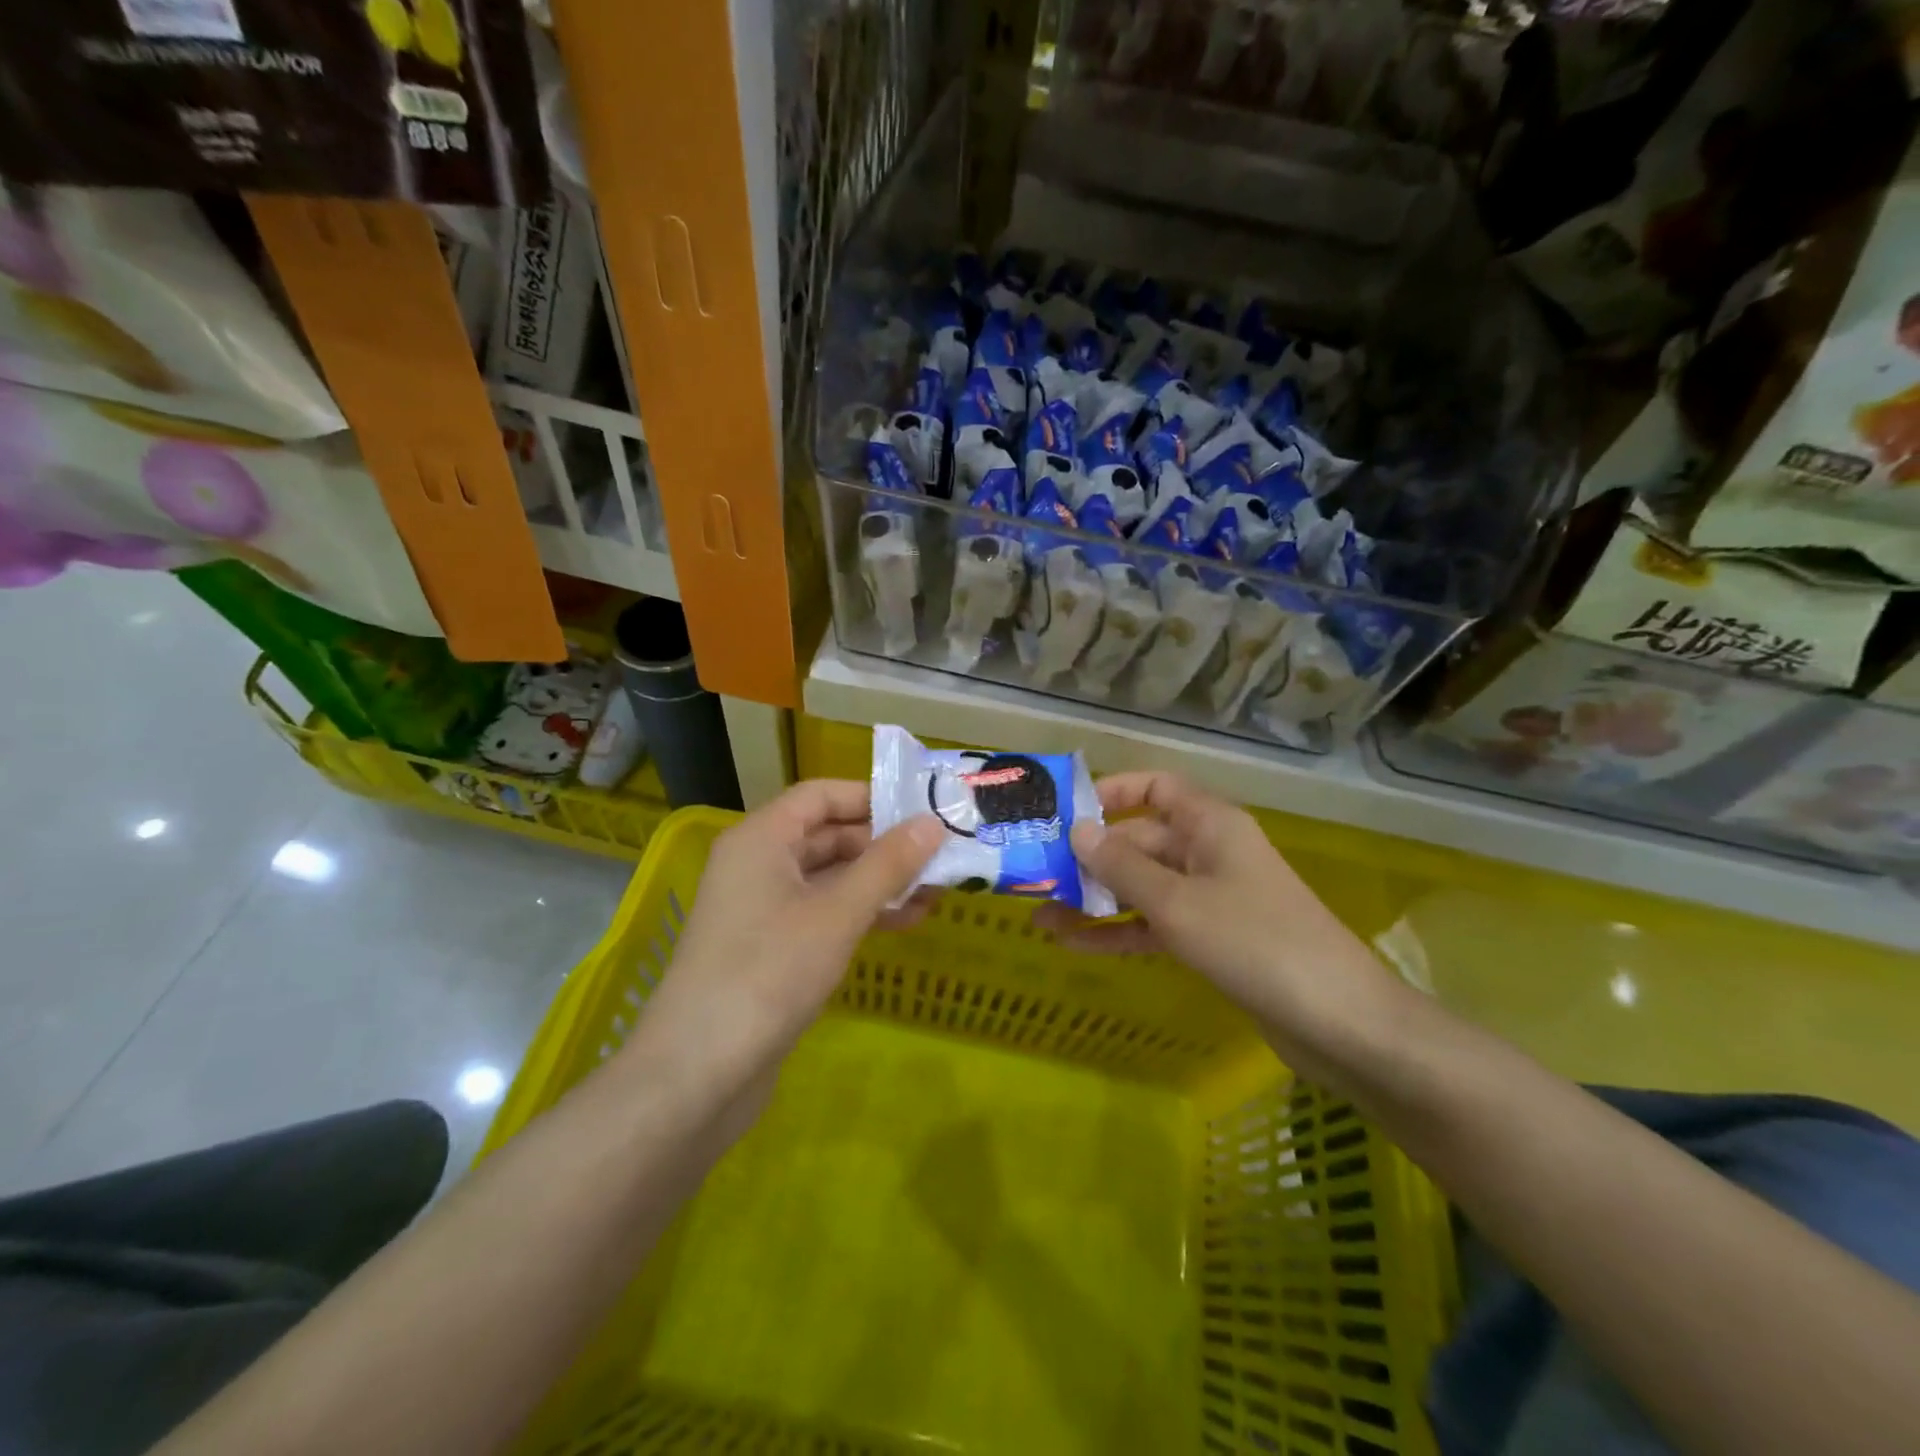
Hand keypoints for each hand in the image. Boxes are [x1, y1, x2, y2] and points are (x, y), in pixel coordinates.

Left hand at [625, 780, 941, 1110]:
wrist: (700, 1073)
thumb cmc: (768, 972)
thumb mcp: (837, 913)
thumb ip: (887, 865)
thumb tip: (932, 822)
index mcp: (761, 839)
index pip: (821, 795)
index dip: (871, 797)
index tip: (923, 809)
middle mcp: (758, 864)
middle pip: (827, 835)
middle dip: (883, 844)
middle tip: (940, 853)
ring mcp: (762, 909)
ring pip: (829, 878)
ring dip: (879, 881)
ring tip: (936, 890)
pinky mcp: (771, 948)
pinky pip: (823, 913)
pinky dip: (861, 913)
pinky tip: (906, 922)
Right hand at [1036, 771, 1403, 1079]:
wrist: (1338, 1023)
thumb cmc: (1254, 942)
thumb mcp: (1177, 903)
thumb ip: (1122, 867)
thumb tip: (1078, 831)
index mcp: (1209, 825)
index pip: (1155, 787)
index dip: (1111, 792)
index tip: (1065, 812)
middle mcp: (1209, 852)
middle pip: (1140, 840)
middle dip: (1090, 858)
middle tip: (1036, 874)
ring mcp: (1212, 898)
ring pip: (1143, 887)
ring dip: (1096, 900)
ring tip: (1039, 917)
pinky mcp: (1213, 939)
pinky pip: (1156, 924)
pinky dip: (1120, 932)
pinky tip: (1074, 946)